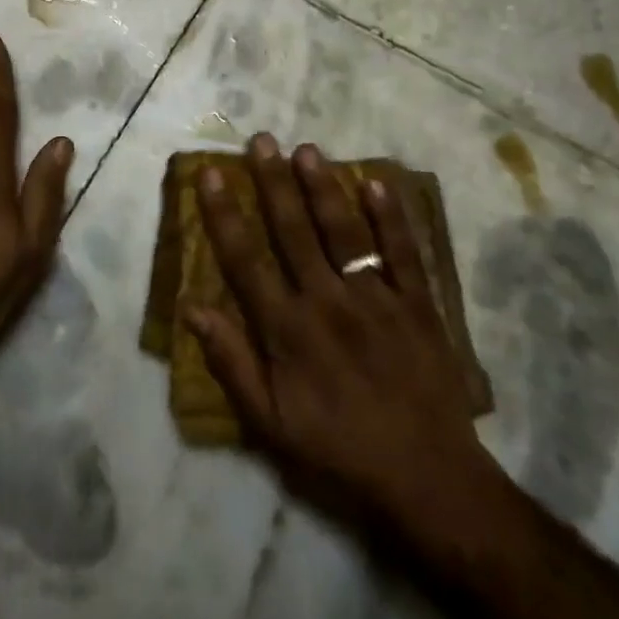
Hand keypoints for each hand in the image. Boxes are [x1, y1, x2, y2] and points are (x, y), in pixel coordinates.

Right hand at [187, 136, 496, 534]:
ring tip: (307, 150)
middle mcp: (327, 301)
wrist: (426, 477)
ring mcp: (376, 298)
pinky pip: (403, 252)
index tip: (210, 174)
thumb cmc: (338, 449)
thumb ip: (231, 362)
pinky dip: (391, 216)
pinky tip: (376, 182)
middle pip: (293, 231)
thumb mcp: (270, 423)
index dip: (224, 214)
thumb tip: (192, 308)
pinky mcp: (418, 304)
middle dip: (273, 182)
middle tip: (261, 140)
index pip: (246, 260)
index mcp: (288, 329)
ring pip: (343, 231)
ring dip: (323, 188)